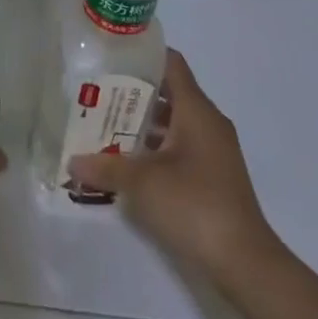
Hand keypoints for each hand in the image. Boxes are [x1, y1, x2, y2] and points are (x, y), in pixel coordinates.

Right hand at [67, 49, 274, 282]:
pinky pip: (182, 148)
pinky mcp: (215, 177)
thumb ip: (106, 166)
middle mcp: (208, 122)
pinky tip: (131, 164)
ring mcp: (215, 151)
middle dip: (134, 93)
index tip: (112, 57)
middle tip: (99, 94)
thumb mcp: (142, 183)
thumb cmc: (194, 205)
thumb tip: (72, 161)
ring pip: (175, 123)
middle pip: (169, 93)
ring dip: (144, 125)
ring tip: (107, 128)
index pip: (170, 63)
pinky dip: (158, 148)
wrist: (245, 263)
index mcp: (196, 109)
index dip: (143, 55)